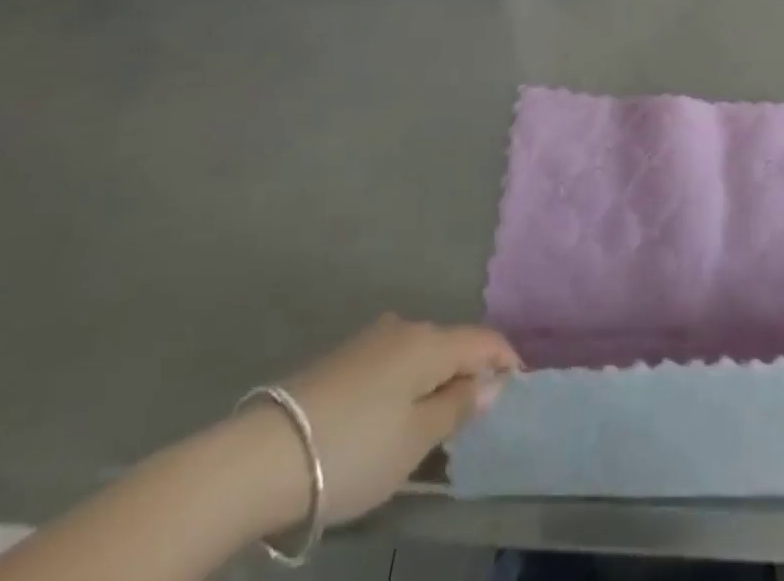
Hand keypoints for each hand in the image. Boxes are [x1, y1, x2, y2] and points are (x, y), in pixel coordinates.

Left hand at [269, 316, 520, 528]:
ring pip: (420, 354)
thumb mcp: (416, 440)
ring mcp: (371, 339)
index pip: (484, 340)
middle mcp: (405, 327)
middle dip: (469, 372)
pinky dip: (406, 383)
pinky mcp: (343, 357)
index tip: (519, 387)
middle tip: (475, 416)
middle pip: (451, 344)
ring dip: (435, 379)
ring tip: (435, 421)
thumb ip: (458, 407)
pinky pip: (393, 362)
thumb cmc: (354, 449)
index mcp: (431, 341)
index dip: (506, 360)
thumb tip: (490, 382)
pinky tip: (394, 415)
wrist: (264, 456)